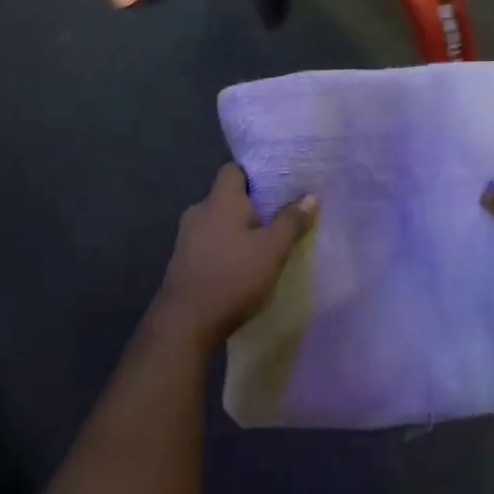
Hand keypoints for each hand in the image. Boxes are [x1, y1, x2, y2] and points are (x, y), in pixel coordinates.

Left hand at [153, 164, 316, 345]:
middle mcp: (199, 212)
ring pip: (219, 222)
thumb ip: (291, 222)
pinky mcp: (183, 262)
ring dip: (240, 229)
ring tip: (267, 243)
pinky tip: (244, 265)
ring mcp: (187, 238)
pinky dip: (228, 247)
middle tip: (281, 215)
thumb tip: (310, 197)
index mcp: (219, 200)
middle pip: (228, 196)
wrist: (185, 324)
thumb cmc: (232, 277)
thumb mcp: (272, 250)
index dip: (256, 173)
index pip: (234, 169)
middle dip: (253, 204)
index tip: (280, 185)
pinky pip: (211, 243)